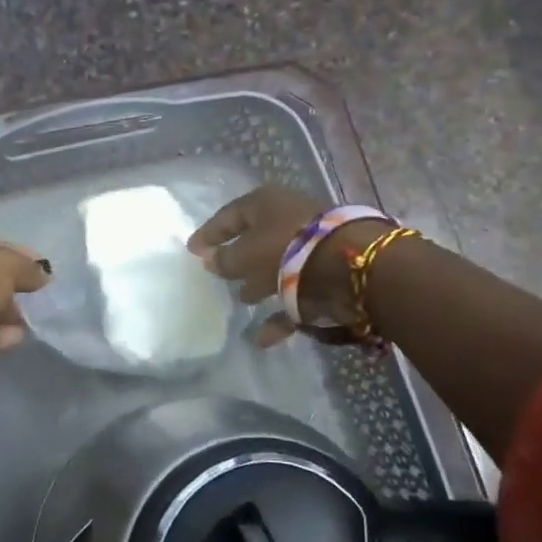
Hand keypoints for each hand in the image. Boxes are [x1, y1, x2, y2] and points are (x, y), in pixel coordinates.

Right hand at [187, 186, 387, 344]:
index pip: (229, 216)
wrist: (349, 264)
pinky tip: (261, 338)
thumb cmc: (286, 247)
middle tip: (219, 275)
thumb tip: (210, 260)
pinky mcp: (327, 273)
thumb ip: (225, 259)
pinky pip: (296, 295)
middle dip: (238, 258)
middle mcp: (289, 219)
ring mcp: (311, 245)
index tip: (192, 250)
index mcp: (266, 203)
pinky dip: (280, 314)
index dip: (209, 233)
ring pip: (278, 265)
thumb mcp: (245, 253)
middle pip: (256, 238)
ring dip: (260, 283)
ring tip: (242, 300)